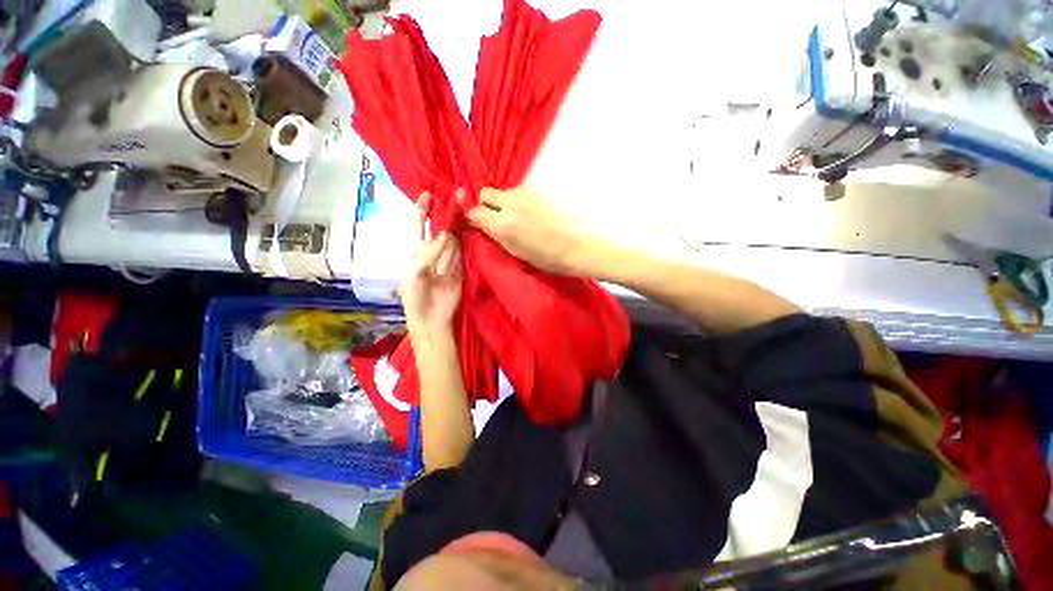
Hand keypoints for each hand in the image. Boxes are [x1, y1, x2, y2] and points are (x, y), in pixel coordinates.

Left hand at [400, 192, 462, 331]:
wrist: (432, 318)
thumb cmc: (416, 296)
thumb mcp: (416, 273)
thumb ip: (430, 254)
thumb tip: (446, 235)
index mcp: (416, 251)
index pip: (418, 225)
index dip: (422, 209)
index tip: (428, 194)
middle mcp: (434, 251)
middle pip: (441, 228)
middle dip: (448, 212)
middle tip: (460, 196)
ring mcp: (449, 259)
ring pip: (455, 237)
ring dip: (460, 223)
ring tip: (469, 208)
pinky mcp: (461, 268)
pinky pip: (464, 252)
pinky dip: (468, 240)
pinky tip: (473, 227)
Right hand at [465, 187, 598, 276]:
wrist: (581, 246)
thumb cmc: (549, 257)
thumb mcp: (517, 251)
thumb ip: (497, 235)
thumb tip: (484, 224)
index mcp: (503, 224)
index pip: (474, 211)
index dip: (474, 218)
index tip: (480, 225)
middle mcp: (511, 203)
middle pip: (486, 193)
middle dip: (486, 204)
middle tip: (497, 219)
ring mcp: (527, 193)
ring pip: (505, 192)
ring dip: (506, 202)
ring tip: (521, 219)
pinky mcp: (542, 189)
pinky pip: (522, 192)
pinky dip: (522, 201)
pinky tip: (535, 214)